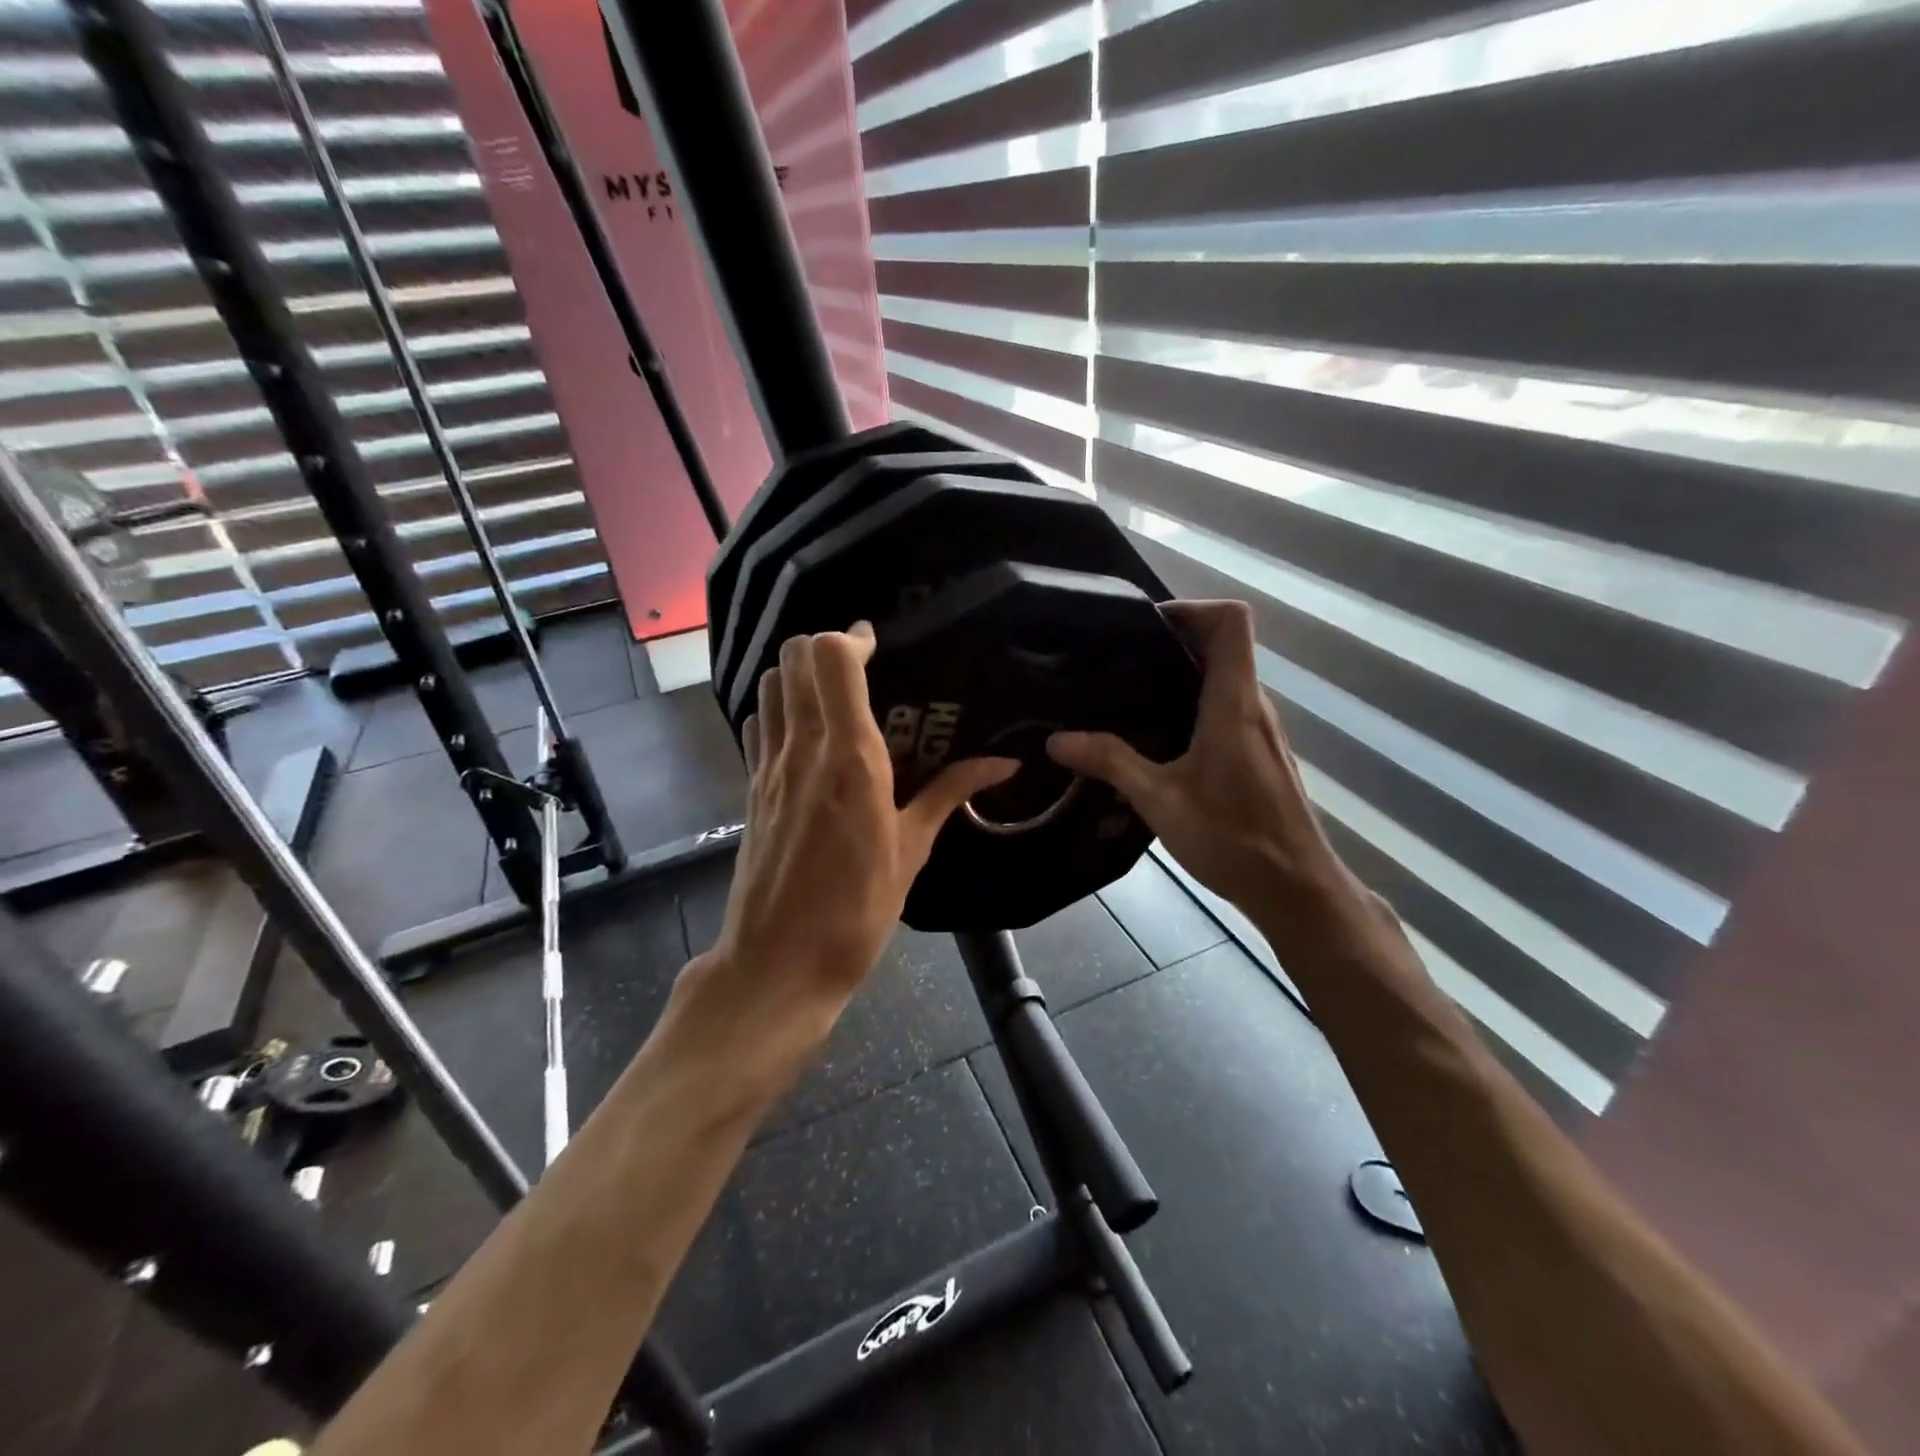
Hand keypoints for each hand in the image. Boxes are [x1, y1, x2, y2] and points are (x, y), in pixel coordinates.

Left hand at [708, 623, 1015, 1022]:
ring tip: (833, 694)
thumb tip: (1003, 763)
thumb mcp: (912, 851)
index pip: (833, 660)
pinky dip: (777, 709)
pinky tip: (804, 733)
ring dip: (798, 673)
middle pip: (795, 658)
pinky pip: (757, 724)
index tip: (879, 647)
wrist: (777, 964)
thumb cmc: (856, 912)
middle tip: (860, 667)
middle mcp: (804, 749)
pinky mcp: (750, 787)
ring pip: (770, 684)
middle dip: (825, 647)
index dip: (854, 639)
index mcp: (851, 759)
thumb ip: (952, 794)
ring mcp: (769, 767)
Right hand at [1048, 600, 1359, 924]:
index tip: (1145, 626)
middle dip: (1173, 641)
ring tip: (1128, 695)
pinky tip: (1157, 740)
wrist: (1296, 890)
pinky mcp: (1260, 754)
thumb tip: (1057, 740)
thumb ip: (1110, 763)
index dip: (1190, 608)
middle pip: (1224, 645)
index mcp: (1234, 702)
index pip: (1231, 621)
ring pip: (1224, 679)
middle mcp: (1254, 706)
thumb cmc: (1234, 839)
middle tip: (1120, 660)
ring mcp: (1261, 731)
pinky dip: (1192, 705)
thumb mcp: (1160, 801)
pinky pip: (1226, 709)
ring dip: (1181, 676)